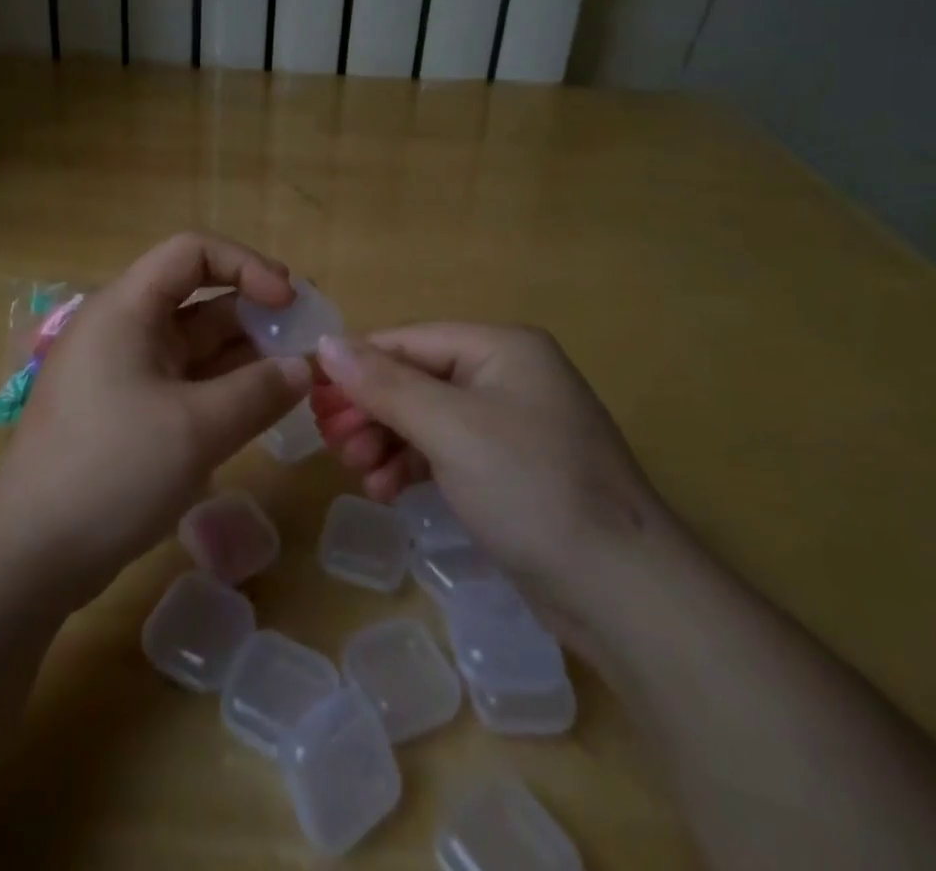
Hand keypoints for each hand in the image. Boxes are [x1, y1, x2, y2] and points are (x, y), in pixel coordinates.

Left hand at [0, 234, 312, 606]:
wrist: (28, 554)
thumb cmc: (111, 470)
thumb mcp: (196, 429)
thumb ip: (258, 392)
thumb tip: (303, 369)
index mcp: (127, 308)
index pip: (192, 252)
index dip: (245, 265)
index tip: (288, 301)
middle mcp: (124, 328)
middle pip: (197, 297)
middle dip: (253, 313)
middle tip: (303, 342)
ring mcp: (123, 371)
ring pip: (194, 343)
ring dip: (243, 355)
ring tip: (292, 378)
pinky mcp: (127, 410)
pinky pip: (184, 381)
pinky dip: (222, 387)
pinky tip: (258, 408)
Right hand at [312, 325, 668, 645]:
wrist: (624, 594)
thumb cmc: (532, 489)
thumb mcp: (450, 429)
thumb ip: (384, 384)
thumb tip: (325, 342)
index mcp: (500, 347)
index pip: (408, 341)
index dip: (356, 366)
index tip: (312, 398)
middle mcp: (506, 374)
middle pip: (415, 378)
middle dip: (371, 410)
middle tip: (332, 442)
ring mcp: (509, 423)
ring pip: (426, 417)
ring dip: (386, 441)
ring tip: (358, 473)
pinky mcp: (509, 469)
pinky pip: (445, 450)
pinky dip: (412, 465)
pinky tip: (386, 491)